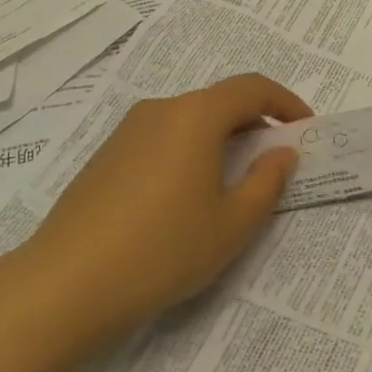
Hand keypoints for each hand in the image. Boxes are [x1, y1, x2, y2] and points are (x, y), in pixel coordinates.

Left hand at [22, 74, 309, 337]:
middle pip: (219, 101)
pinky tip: (187, 196)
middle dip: (255, 123)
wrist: (66, 284)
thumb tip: (283, 152)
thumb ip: (267, 182)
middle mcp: (161, 109)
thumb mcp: (231, 224)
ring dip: (222, 139)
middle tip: (275, 161)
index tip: (306, 128)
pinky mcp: (107, 154)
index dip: (286, 102)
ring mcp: (128, 130)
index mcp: (195, 116)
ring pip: (189, 120)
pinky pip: (162, 138)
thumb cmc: (163, 250)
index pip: (252, 88)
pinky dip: (190, 151)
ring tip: (234, 182)